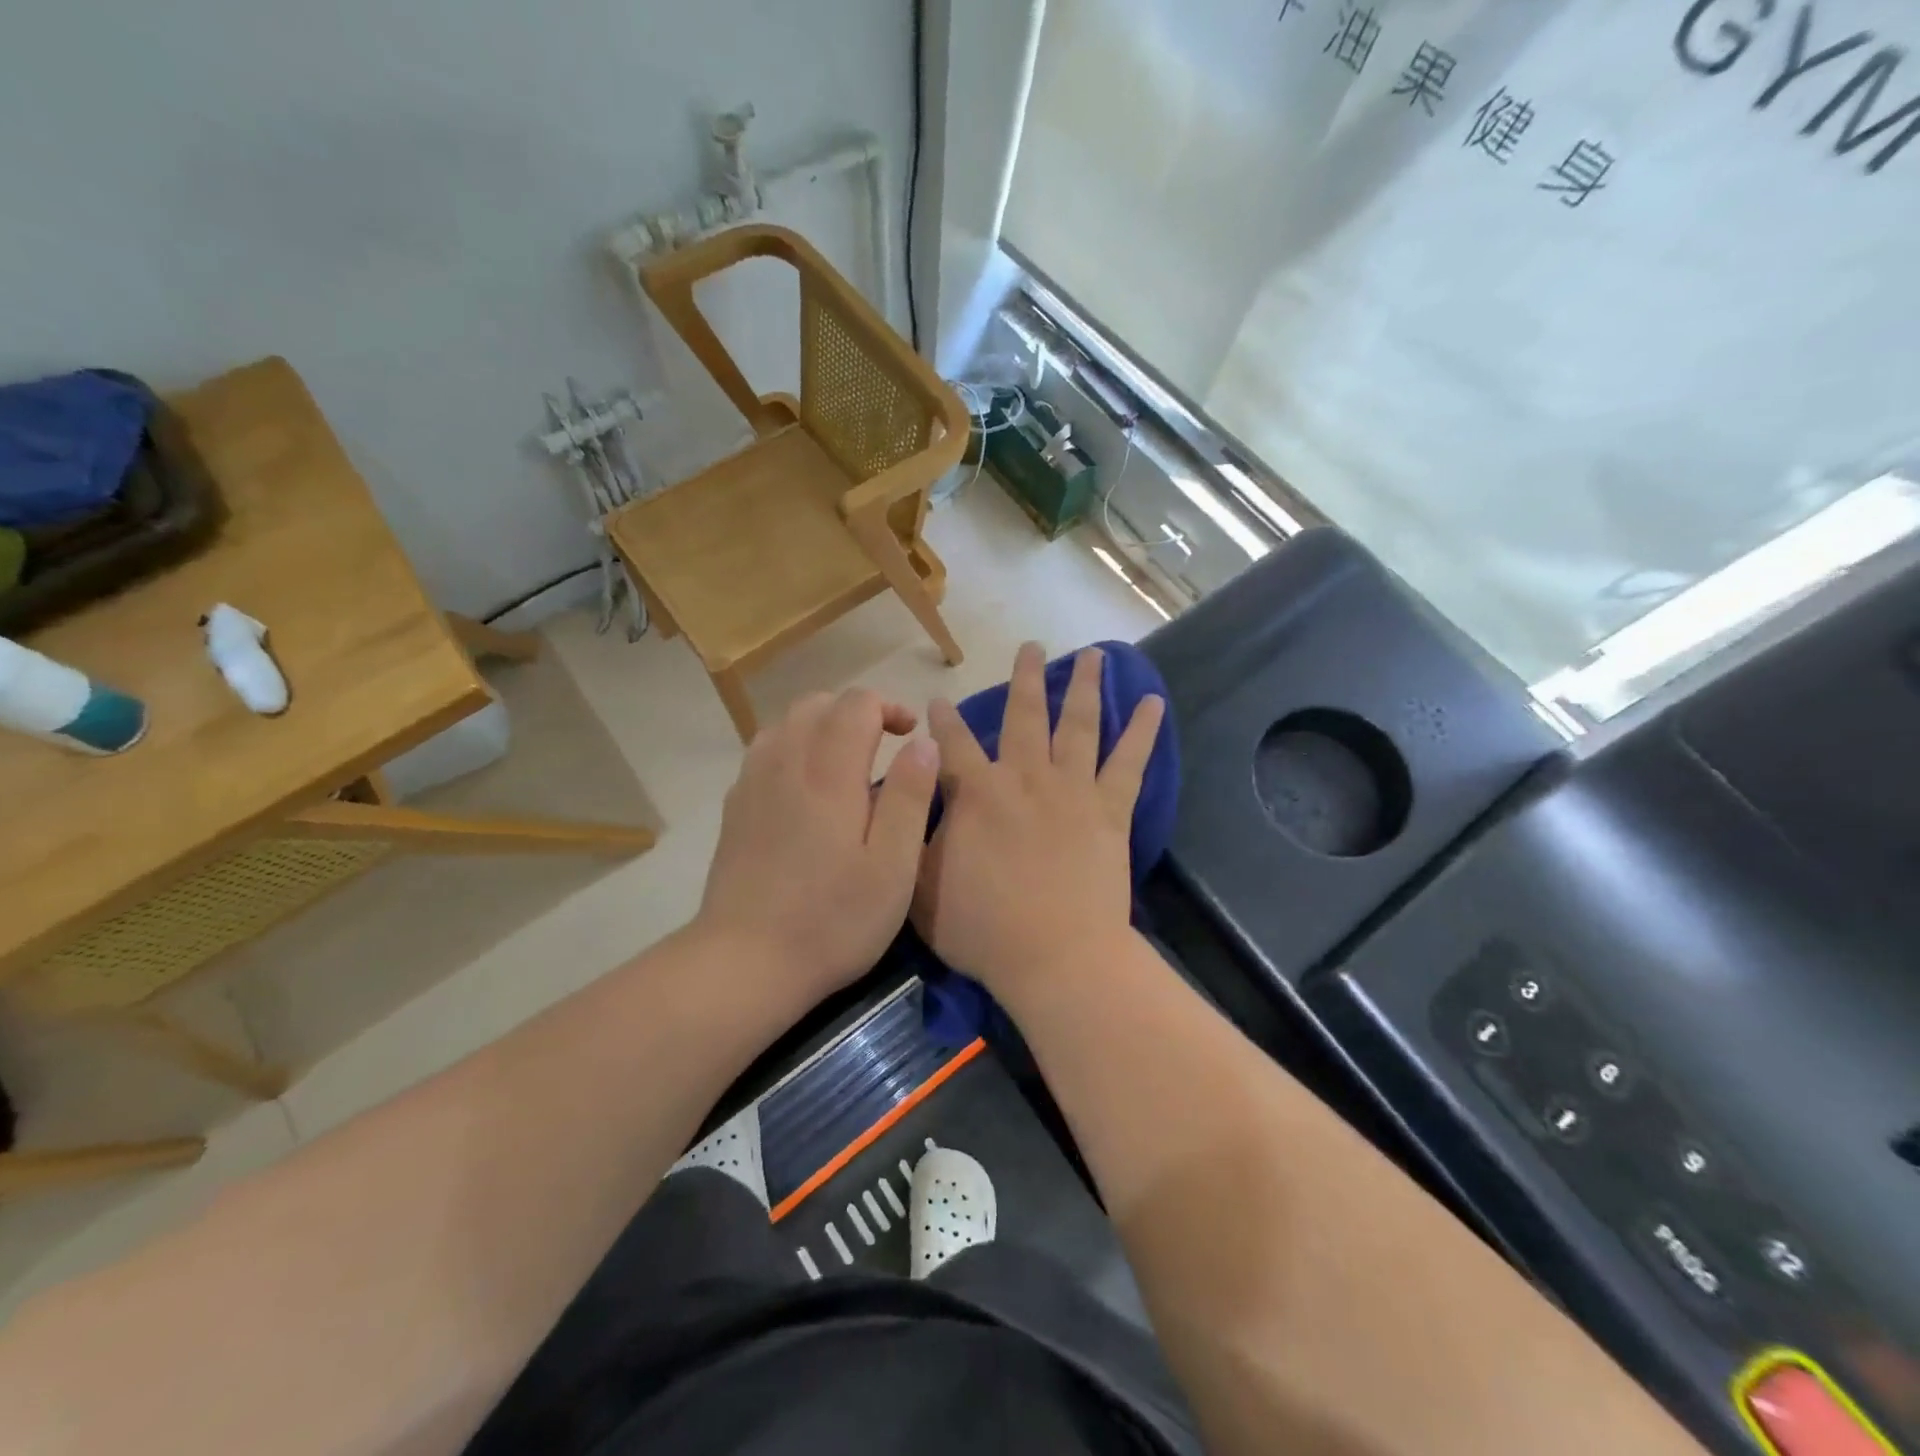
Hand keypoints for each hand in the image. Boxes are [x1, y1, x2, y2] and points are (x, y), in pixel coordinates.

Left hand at [697, 688, 940, 1001]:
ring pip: (786, 723)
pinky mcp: (735, 808)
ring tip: (846, 761)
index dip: (888, 707)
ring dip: (821, 725)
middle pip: (817, 703)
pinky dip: (793, 748)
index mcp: (829, 772)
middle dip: (855, 711)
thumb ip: (910, 796)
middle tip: (884, 744)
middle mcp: (786, 763)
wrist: (745, 962)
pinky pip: (764, 751)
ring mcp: (752, 783)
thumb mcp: (893, 866)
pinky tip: (806, 788)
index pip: (856, 704)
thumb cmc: (832, 919)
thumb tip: (924, 742)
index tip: (910, 736)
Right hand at [913, 643, 1163, 996]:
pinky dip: (1142, 731)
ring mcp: (1072, 789)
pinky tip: (1153, 702)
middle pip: (1024, 714)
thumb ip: (913, 836)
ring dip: (1083, 686)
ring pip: (1078, 724)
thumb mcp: (920, 885)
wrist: (1056, 956)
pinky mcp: (1111, 810)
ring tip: (1093, 655)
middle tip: (1030, 646)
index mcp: (976, 792)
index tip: (938, 700)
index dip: (942, 719)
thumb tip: (911, 801)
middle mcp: (1024, 776)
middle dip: (1025, 678)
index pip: (952, 742)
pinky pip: (1130, 762)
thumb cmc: (983, 929)